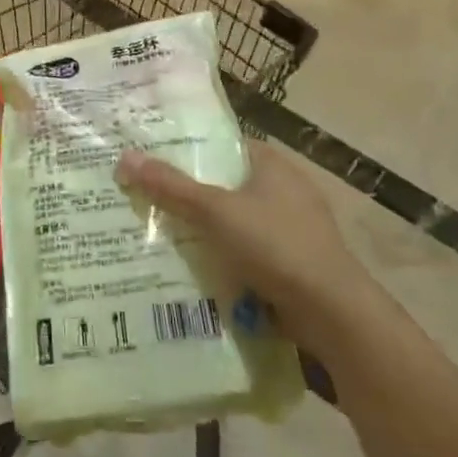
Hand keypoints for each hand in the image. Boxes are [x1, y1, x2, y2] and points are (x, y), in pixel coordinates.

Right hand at [115, 141, 378, 342]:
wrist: (331, 312)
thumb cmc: (275, 245)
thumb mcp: (215, 212)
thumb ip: (171, 186)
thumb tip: (126, 157)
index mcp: (272, 164)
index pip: (223, 144)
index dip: (188, 149)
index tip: (151, 159)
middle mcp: (285, 189)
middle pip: (225, 183)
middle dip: (189, 193)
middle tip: (144, 197)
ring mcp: (291, 227)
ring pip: (234, 220)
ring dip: (204, 229)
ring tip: (157, 232)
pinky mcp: (291, 261)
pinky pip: (246, 250)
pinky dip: (223, 256)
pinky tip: (193, 267)